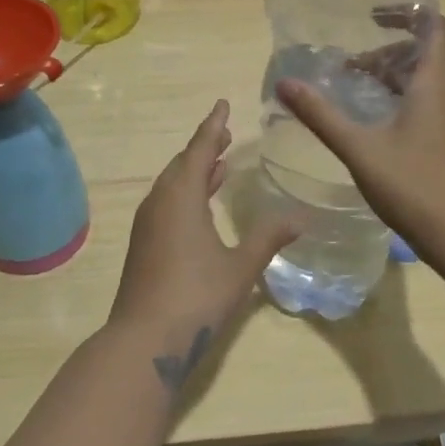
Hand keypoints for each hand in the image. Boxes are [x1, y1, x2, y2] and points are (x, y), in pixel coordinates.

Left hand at [109, 100, 297, 394]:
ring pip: (173, 185)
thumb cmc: (197, 296)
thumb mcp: (240, 266)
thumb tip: (299, 218)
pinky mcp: (144, 245)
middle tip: (225, 134)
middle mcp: (161, 202)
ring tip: (219, 165)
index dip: (214, 126)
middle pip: (183, 164)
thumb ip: (268, 237)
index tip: (223, 104)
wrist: (144, 340)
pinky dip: (186, 193)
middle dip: (205, 148)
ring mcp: (148, 224)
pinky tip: (201, 207)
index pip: (200, 149)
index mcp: (182, 196)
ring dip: (195, 171)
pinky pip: (167, 203)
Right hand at [276, 13, 444, 263]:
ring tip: (351, 93)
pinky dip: (398, 101)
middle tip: (345, 68)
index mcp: (433, 84)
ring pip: (421, 82)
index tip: (371, 15)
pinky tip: (371, 126)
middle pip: (421, 55)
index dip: (406, 13)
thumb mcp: (360, 149)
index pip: (434, 27)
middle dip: (383, 52)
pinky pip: (424, 104)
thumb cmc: (414, 186)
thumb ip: (321, 115)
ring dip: (388, 78)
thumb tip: (285, 83)